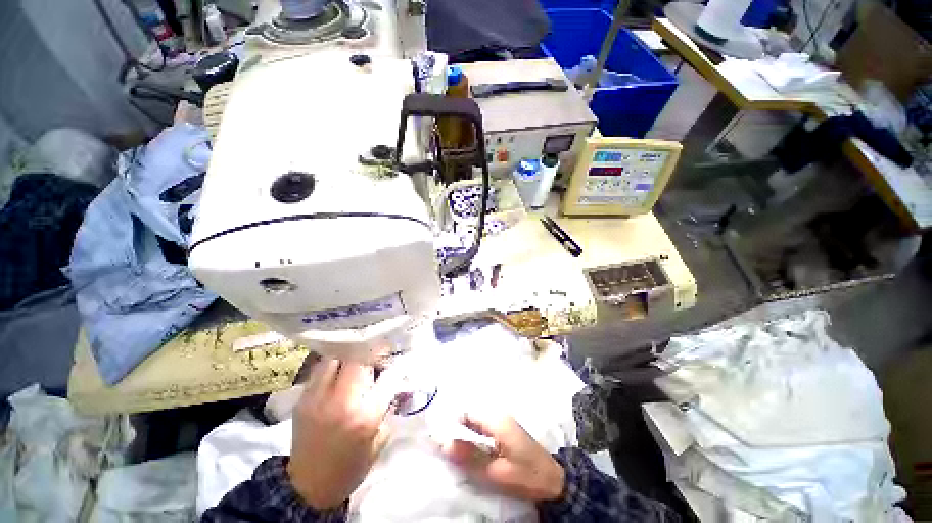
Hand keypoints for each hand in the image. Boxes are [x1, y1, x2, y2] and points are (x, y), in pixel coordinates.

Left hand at [287, 359, 393, 509]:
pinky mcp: (303, 398)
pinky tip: (340, 370)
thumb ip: (389, 407)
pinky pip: (321, 369)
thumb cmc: (351, 466)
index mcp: (366, 415)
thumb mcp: (380, 439)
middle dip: (373, 351)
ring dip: (351, 354)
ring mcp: (319, 397)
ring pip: (337, 357)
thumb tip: (396, 380)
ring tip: (357, 359)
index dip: (396, 362)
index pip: (388, 375)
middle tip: (378, 354)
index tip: (399, 357)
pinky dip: (334, 364)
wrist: (308, 486)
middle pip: (360, 358)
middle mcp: (343, 401)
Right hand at [442, 413, 565, 501]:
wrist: (554, 480)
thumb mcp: (496, 471)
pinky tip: (469, 449)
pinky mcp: (506, 431)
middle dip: (456, 430)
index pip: (467, 414)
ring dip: (465, 434)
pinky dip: (474, 437)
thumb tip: (445, 444)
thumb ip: (470, 456)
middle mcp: (498, 416)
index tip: (439, 438)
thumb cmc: (525, 475)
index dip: (452, 424)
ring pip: (476, 422)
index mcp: (496, 420)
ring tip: (453, 450)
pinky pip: (484, 429)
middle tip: (444, 447)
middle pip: (471, 416)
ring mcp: (503, 422)